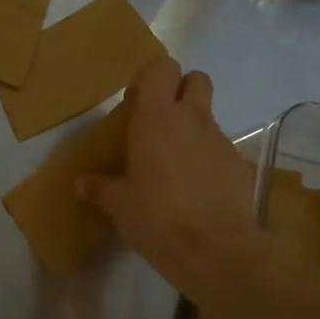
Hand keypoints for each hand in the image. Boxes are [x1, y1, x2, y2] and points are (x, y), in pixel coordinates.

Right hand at [76, 59, 259, 300]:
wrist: (214, 250)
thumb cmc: (156, 217)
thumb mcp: (118, 205)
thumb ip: (99, 188)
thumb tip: (79, 184)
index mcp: (157, 118)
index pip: (162, 68)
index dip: (150, 79)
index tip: (135, 105)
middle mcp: (192, 120)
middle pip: (196, 79)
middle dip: (180, 91)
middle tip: (160, 123)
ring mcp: (221, 141)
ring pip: (209, 117)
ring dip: (192, 130)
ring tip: (175, 166)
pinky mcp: (240, 166)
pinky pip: (221, 151)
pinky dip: (209, 161)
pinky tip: (198, 191)